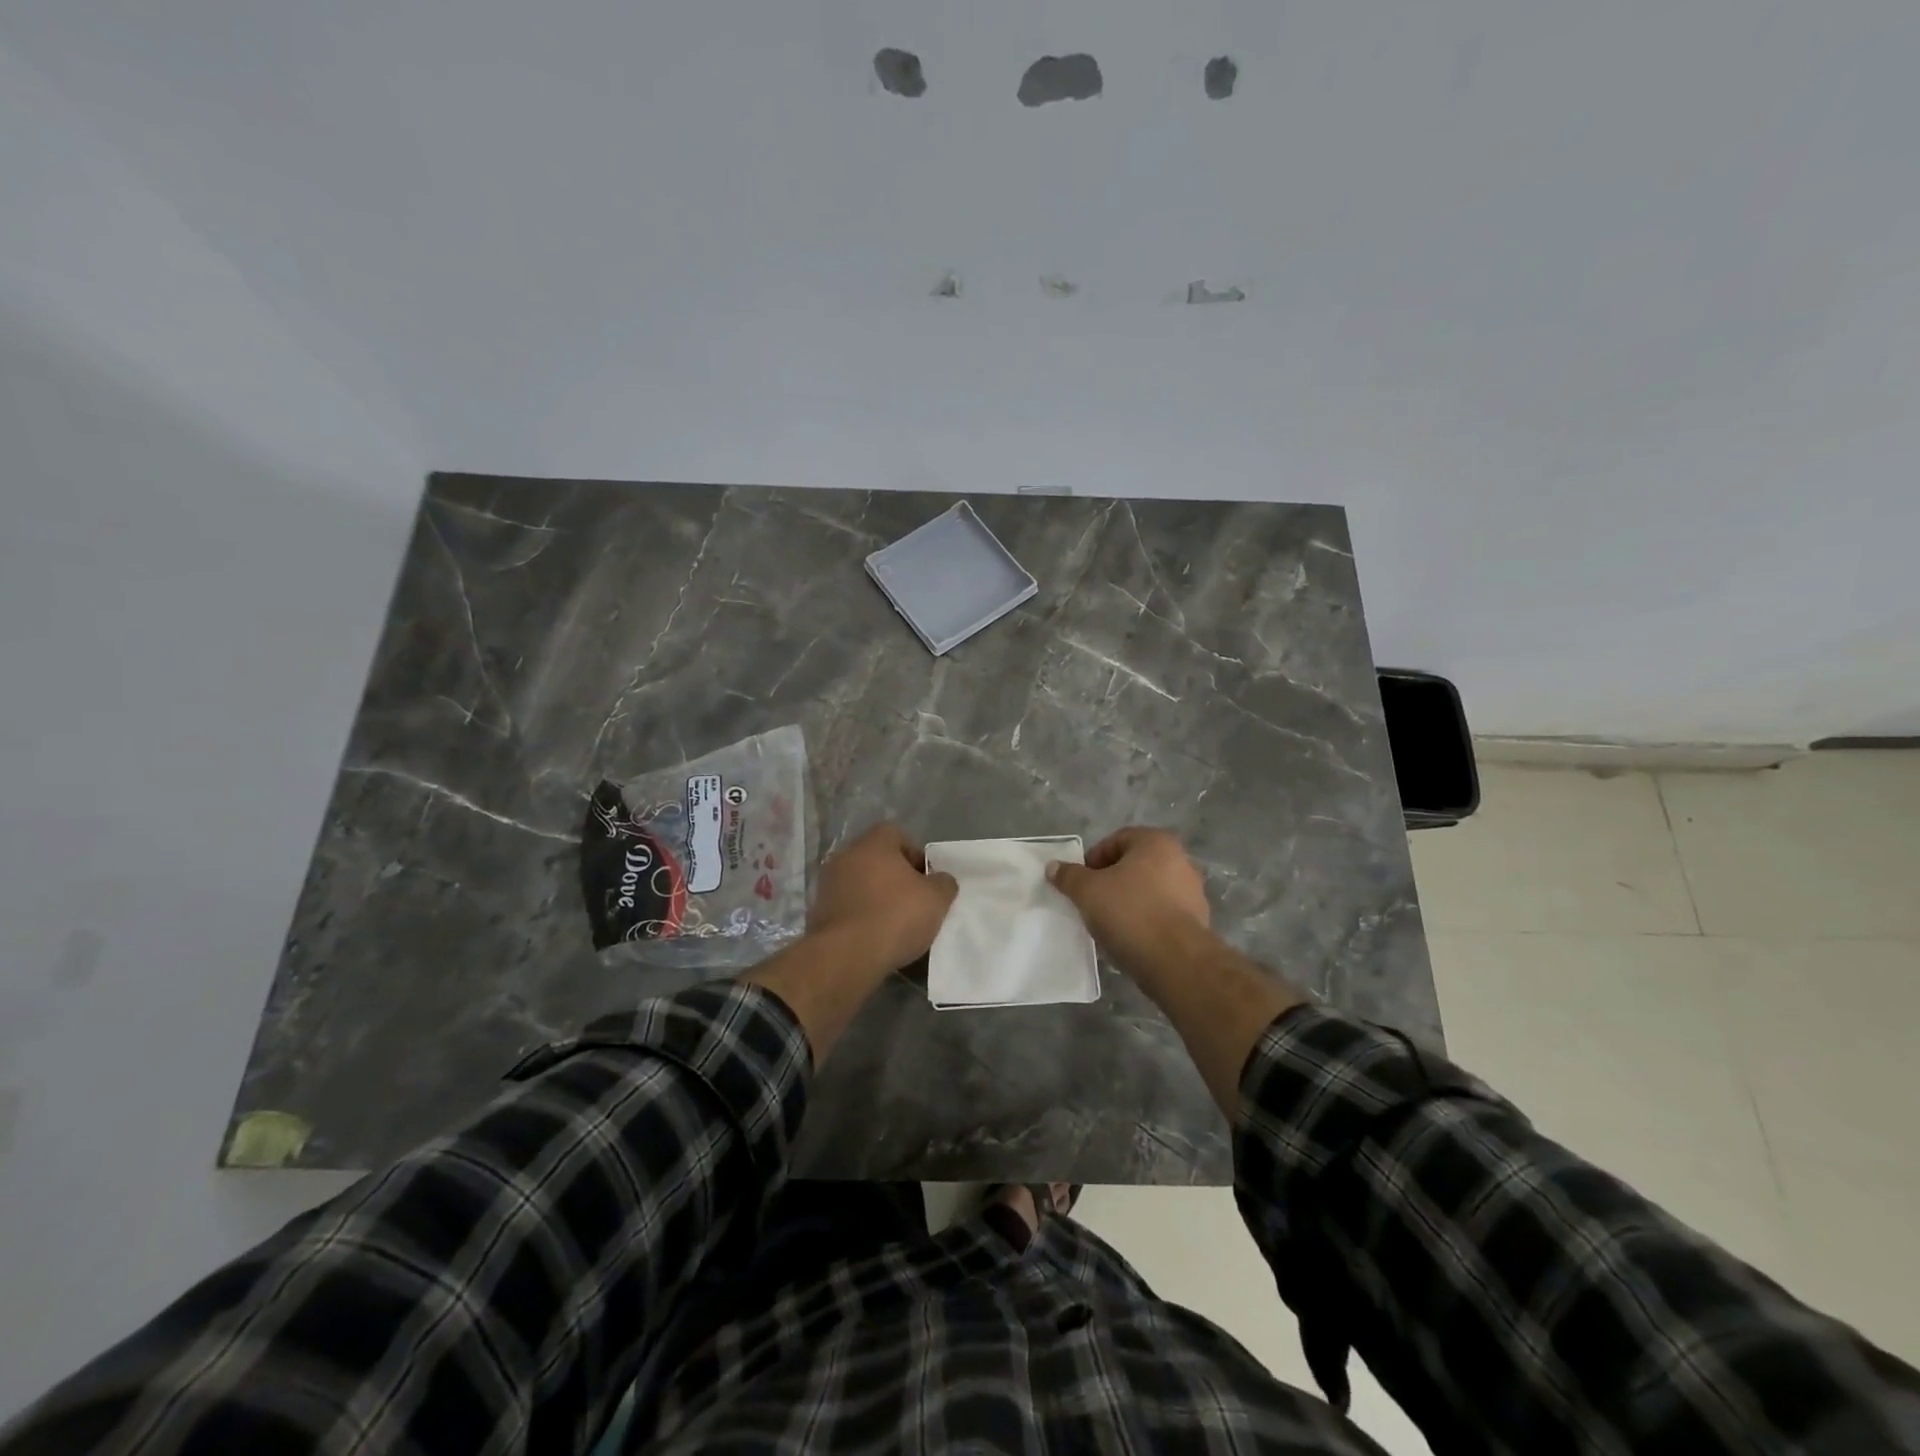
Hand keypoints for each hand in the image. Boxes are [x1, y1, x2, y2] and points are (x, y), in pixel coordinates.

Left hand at [808, 823, 958, 974]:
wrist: (846, 956)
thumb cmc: (895, 916)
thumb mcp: (936, 899)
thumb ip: (943, 883)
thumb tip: (940, 880)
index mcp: (874, 843)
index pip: (897, 835)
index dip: (916, 855)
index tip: (926, 880)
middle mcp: (846, 855)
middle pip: (877, 860)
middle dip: (896, 878)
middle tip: (914, 902)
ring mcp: (828, 883)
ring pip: (861, 884)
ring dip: (877, 898)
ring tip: (895, 924)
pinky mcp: (818, 911)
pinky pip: (848, 907)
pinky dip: (861, 917)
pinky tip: (875, 938)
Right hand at [1046, 827, 1210, 975]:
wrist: (1175, 961)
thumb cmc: (1130, 912)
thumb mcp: (1087, 891)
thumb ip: (1069, 876)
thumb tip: (1053, 867)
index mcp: (1156, 842)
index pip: (1116, 840)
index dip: (1093, 859)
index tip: (1080, 882)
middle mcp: (1180, 860)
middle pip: (1134, 865)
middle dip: (1110, 881)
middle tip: (1091, 901)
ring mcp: (1192, 892)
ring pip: (1148, 890)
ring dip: (1127, 902)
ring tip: (1108, 923)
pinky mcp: (1197, 922)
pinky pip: (1161, 913)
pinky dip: (1144, 920)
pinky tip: (1129, 938)